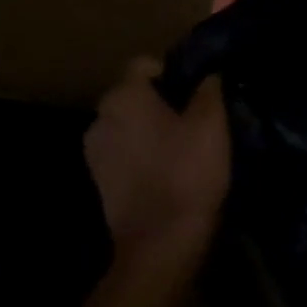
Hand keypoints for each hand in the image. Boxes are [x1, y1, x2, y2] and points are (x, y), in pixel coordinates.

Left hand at [84, 60, 229, 257]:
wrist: (160, 241)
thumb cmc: (187, 172)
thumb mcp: (211, 123)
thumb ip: (209, 88)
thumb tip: (208, 73)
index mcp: (124, 97)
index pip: (146, 65)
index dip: (176, 72)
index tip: (200, 93)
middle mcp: (100, 117)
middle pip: (136, 96)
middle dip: (163, 102)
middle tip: (198, 120)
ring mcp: (95, 152)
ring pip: (130, 125)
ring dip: (152, 130)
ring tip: (185, 147)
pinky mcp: (100, 181)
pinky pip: (125, 153)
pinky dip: (143, 155)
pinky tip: (168, 172)